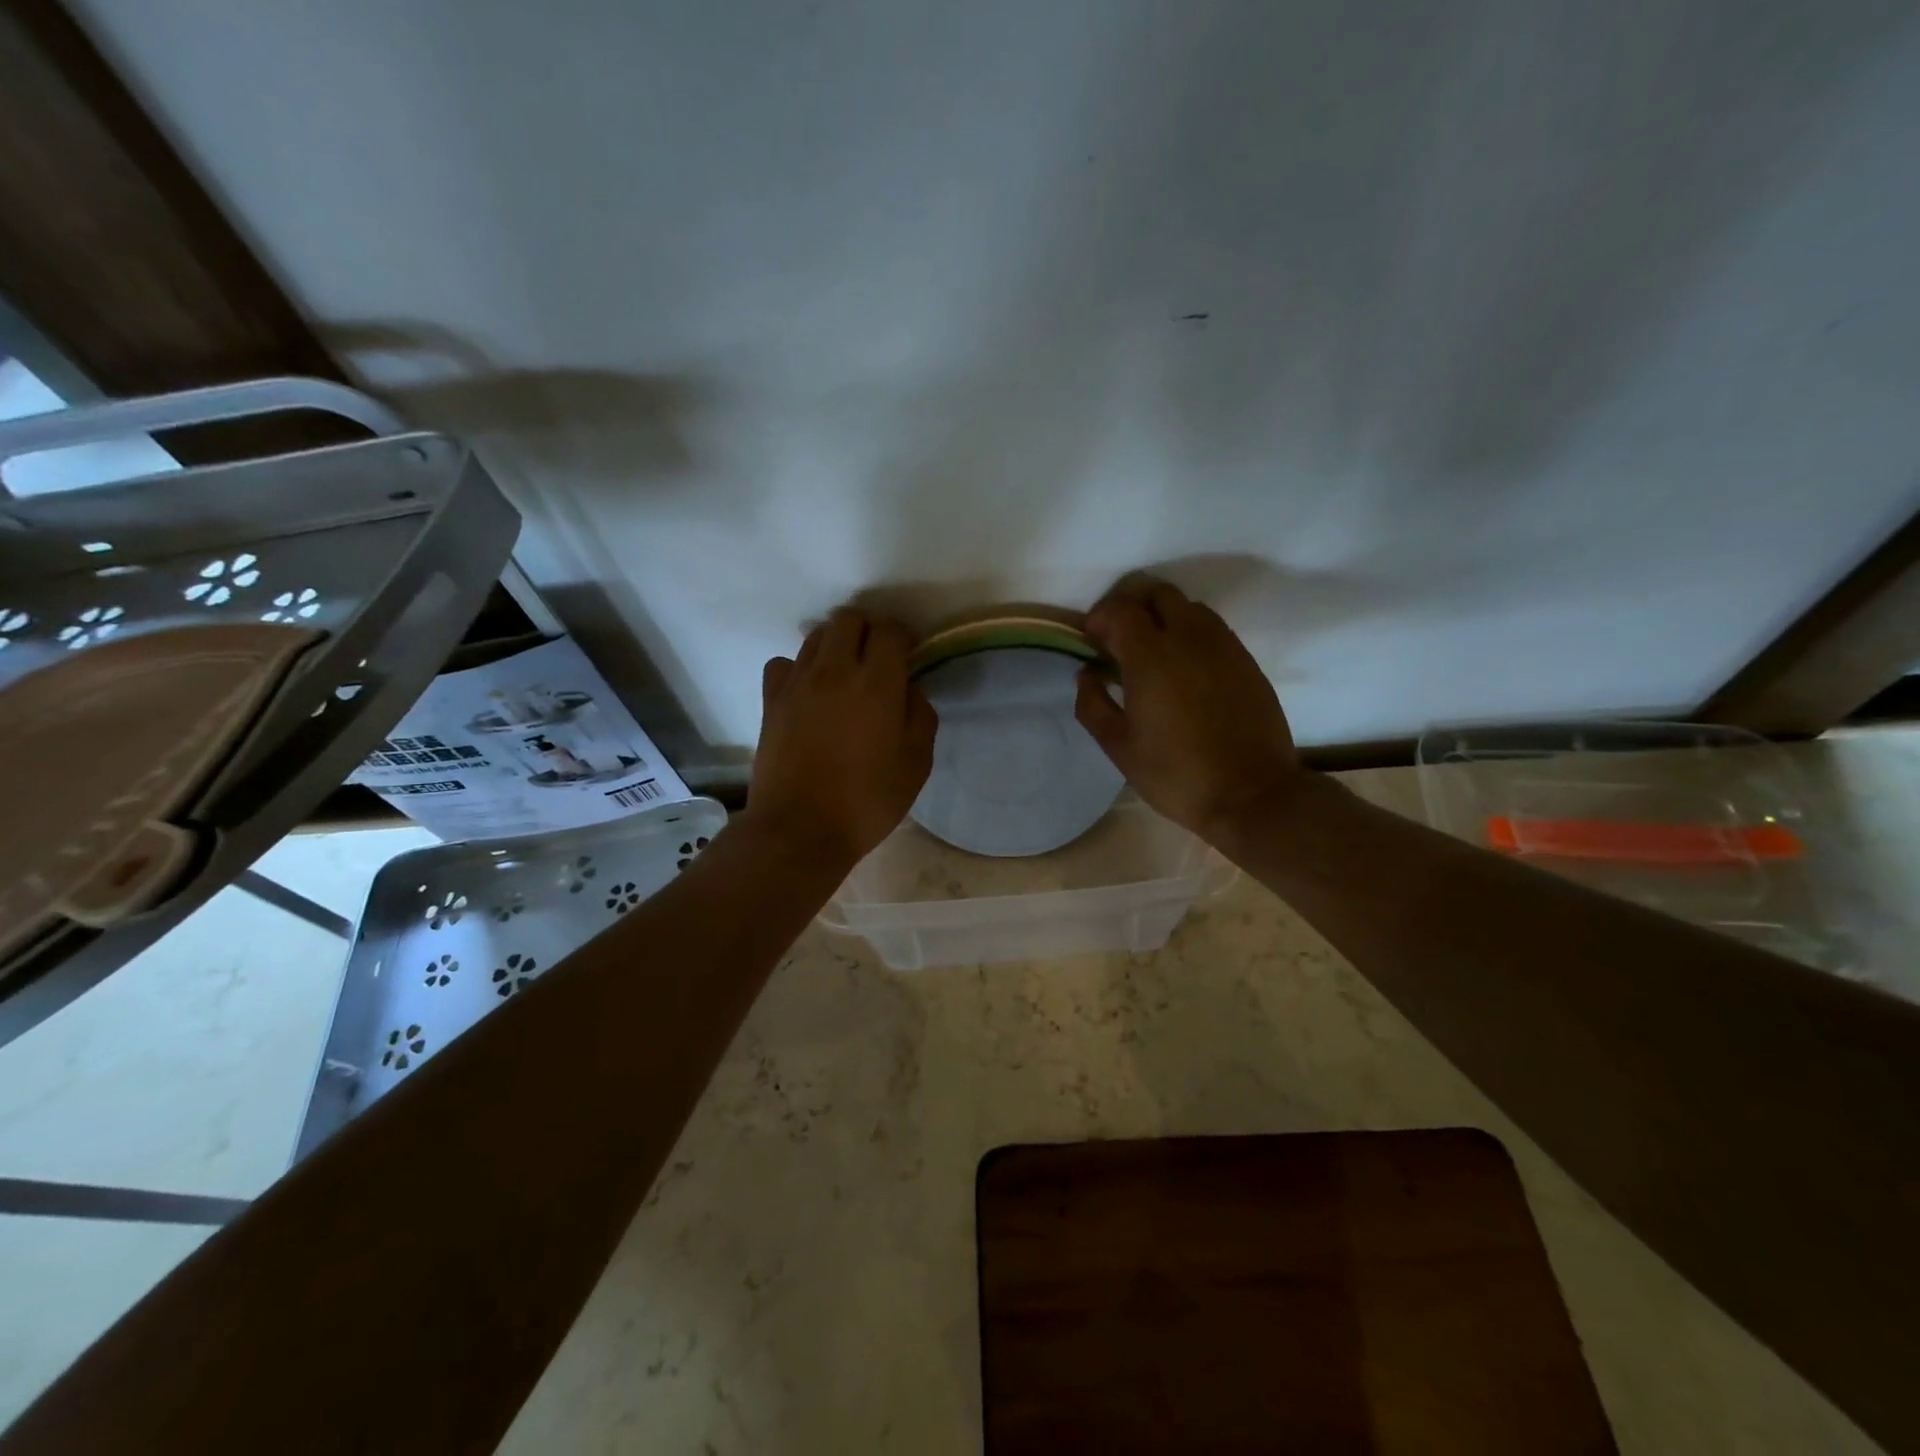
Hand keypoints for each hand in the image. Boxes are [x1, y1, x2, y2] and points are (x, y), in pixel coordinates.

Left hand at [750, 607, 936, 866]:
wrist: (800, 829)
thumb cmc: (867, 801)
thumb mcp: (916, 764)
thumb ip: (920, 716)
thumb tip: (909, 689)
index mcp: (876, 683)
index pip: (890, 631)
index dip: (904, 636)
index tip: (911, 652)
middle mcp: (834, 670)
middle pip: (849, 619)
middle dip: (869, 630)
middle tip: (879, 658)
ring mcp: (797, 683)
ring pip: (816, 636)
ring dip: (836, 644)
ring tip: (846, 672)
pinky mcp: (771, 701)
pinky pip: (783, 663)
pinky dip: (799, 667)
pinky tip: (809, 690)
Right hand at [1074, 578, 1303, 844]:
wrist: (1252, 795)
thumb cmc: (1176, 774)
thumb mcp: (1119, 747)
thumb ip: (1093, 704)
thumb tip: (1087, 674)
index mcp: (1151, 656)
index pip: (1120, 609)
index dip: (1100, 617)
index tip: (1091, 641)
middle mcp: (1189, 638)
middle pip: (1158, 593)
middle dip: (1132, 606)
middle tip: (1119, 638)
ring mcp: (1224, 646)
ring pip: (1189, 607)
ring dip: (1164, 617)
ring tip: (1152, 652)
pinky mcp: (1246, 660)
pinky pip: (1213, 629)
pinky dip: (1190, 634)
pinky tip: (1184, 669)